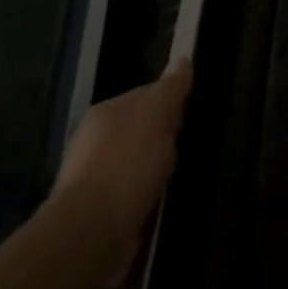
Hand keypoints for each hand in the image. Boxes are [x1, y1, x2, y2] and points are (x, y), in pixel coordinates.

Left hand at [47, 60, 191, 288]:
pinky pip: (135, 188)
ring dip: (157, 165)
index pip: (147, 93)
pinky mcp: (103, 206)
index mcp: (106, 112)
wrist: (92, 230)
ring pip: (138, 159)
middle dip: (166, 134)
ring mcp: (97, 174)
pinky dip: (150, 191)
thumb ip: (170, 89)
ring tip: (182, 173)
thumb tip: (183, 58)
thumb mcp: (156, 117)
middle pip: (142, 127)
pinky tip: (164, 198)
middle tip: (191, 142)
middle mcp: (96, 139)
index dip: (172, 100)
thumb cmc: (127, 165)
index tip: (194, 111)